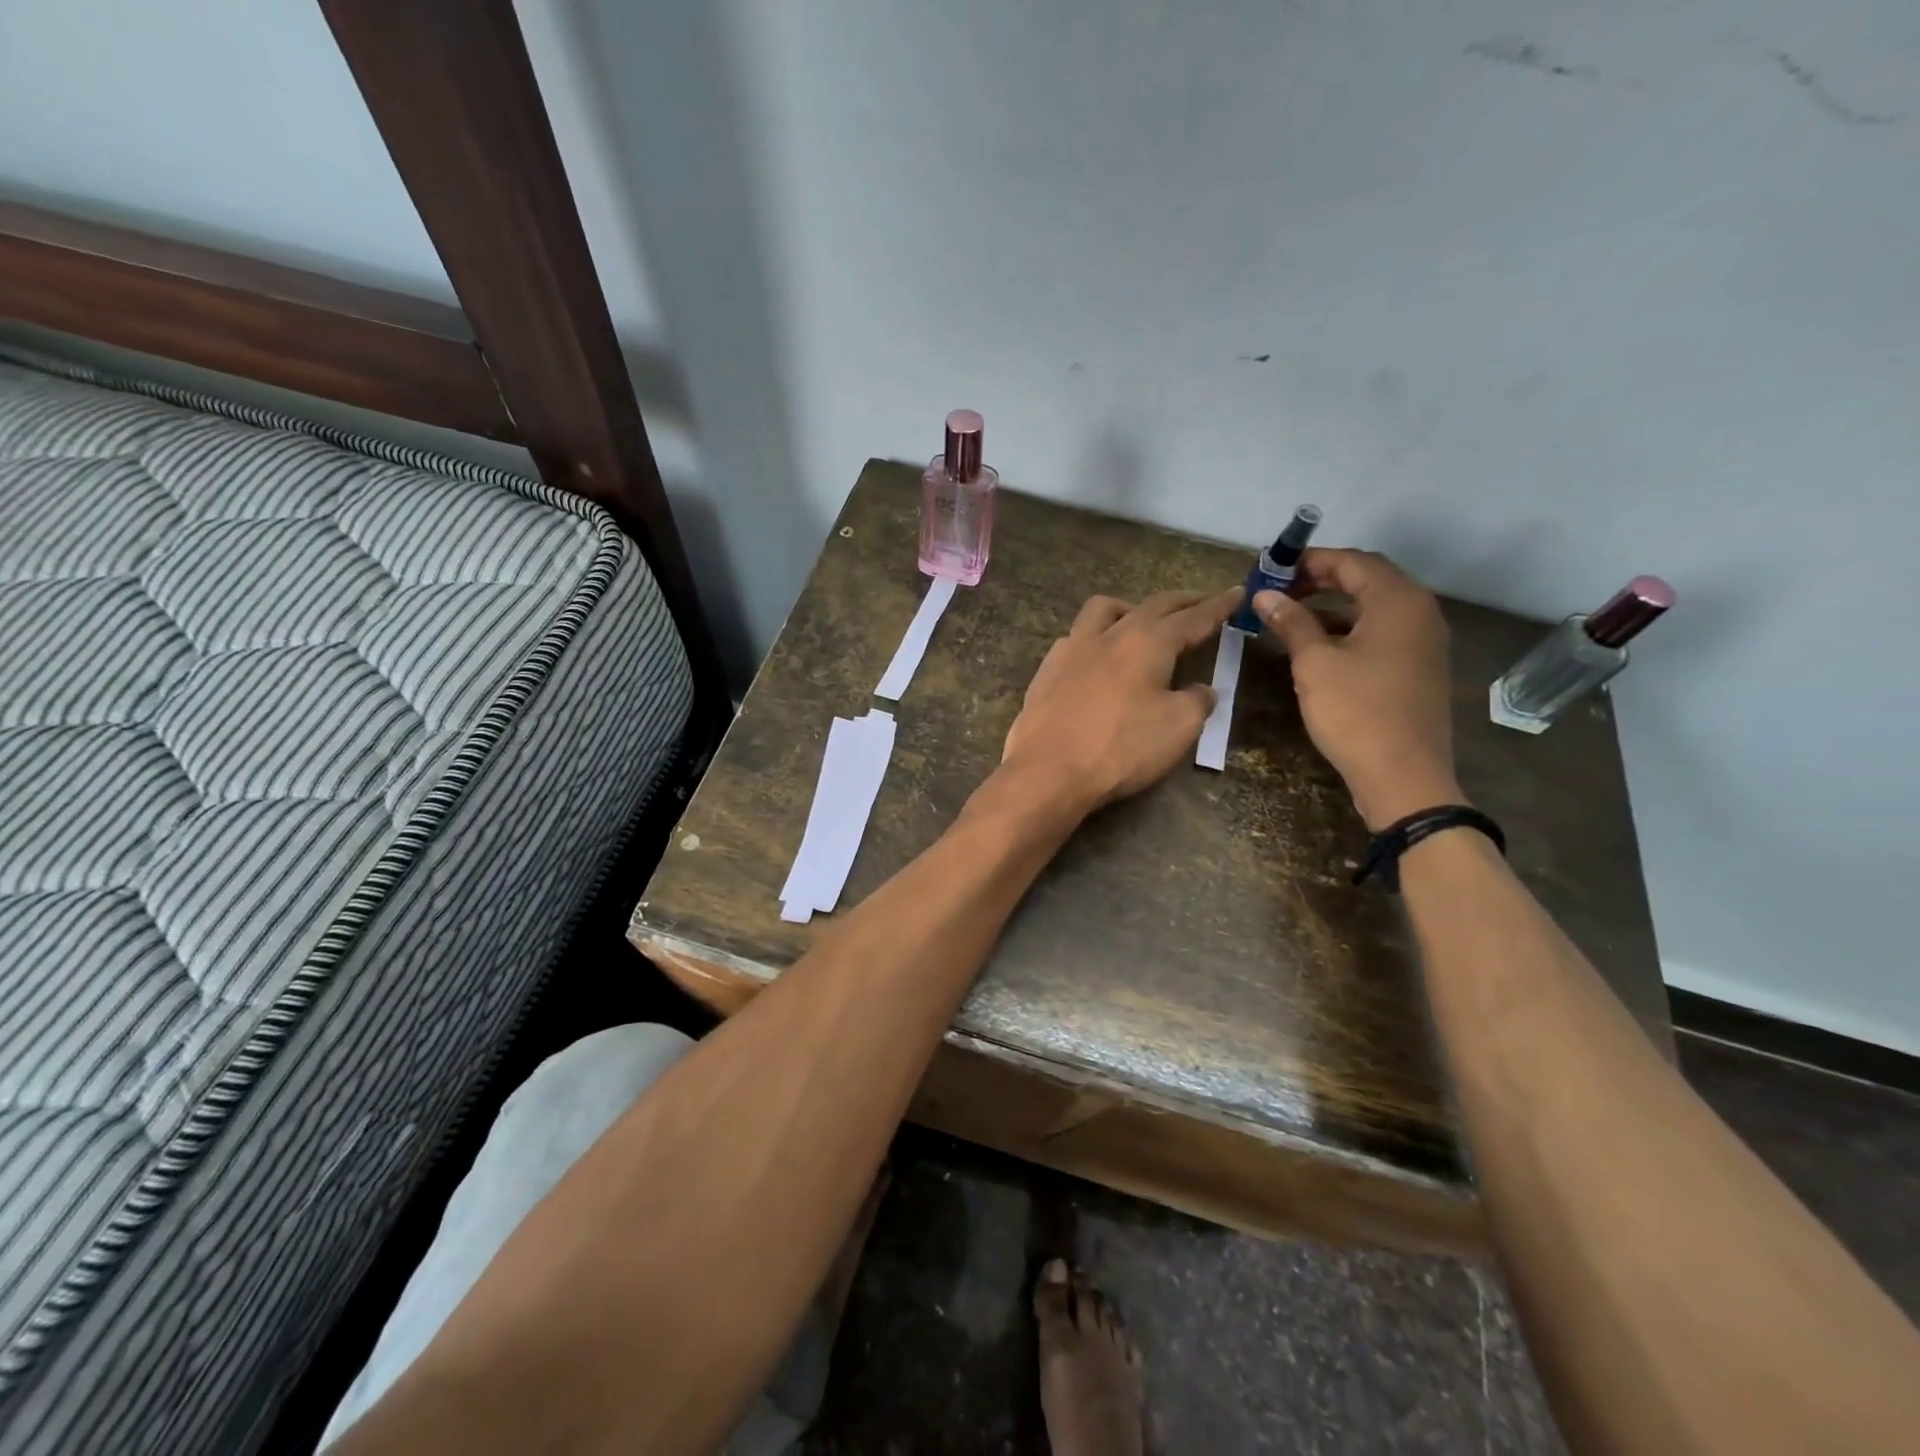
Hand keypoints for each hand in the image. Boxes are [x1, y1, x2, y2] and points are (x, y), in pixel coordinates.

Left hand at [1001, 587, 1244, 812]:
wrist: (1048, 771)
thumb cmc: (1120, 748)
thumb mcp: (1179, 728)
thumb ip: (1198, 701)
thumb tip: (1201, 690)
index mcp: (1147, 642)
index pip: (1192, 617)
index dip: (1218, 606)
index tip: (1237, 593)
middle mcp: (1108, 634)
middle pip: (1152, 606)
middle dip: (1182, 601)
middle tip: (1202, 601)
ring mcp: (1071, 649)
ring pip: (1103, 610)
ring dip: (1131, 608)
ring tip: (1142, 622)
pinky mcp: (1047, 671)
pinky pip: (1075, 638)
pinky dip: (1096, 637)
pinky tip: (1097, 656)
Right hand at [1252, 549, 1461, 829]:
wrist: (1403, 775)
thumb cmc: (1355, 712)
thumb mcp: (1314, 663)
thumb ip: (1292, 622)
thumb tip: (1266, 595)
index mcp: (1398, 600)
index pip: (1352, 561)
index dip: (1309, 561)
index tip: (1272, 570)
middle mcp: (1419, 611)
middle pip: (1367, 579)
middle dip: (1321, 579)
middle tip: (1279, 590)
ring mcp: (1424, 640)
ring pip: (1374, 606)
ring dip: (1333, 604)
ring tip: (1291, 615)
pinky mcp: (1419, 666)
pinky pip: (1382, 631)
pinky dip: (1349, 627)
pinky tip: (1319, 645)